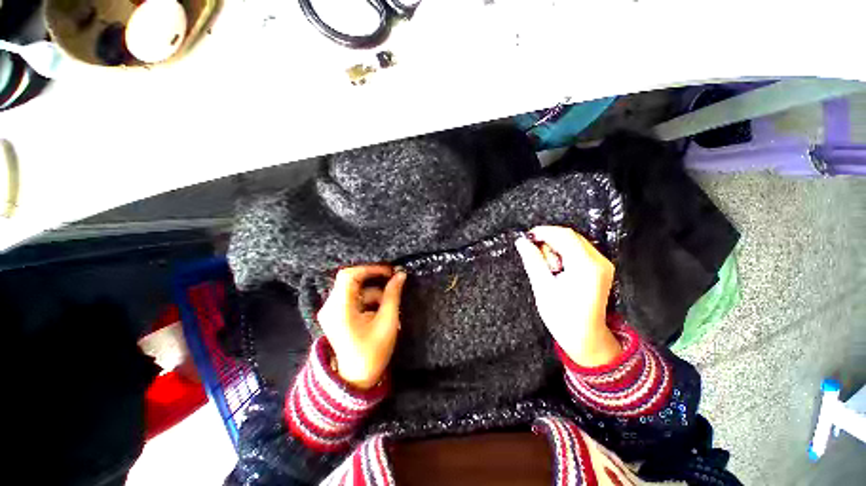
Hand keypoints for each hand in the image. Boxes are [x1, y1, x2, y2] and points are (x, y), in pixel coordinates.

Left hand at [317, 265, 406, 389]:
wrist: (355, 379)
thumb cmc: (372, 352)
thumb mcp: (387, 322)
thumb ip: (393, 295)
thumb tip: (401, 275)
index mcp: (340, 309)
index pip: (349, 275)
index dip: (370, 268)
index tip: (389, 271)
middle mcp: (330, 306)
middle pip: (350, 280)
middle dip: (373, 279)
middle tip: (392, 280)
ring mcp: (331, 310)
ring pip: (353, 288)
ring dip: (373, 291)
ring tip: (389, 302)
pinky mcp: (336, 314)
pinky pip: (352, 297)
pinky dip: (367, 298)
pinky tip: (379, 309)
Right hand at [514, 226, 621, 366]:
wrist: (586, 338)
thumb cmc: (562, 317)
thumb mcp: (543, 288)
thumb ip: (533, 261)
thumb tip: (521, 242)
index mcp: (586, 266)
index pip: (564, 236)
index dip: (544, 232)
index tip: (527, 237)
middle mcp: (599, 261)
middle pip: (571, 237)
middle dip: (550, 240)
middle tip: (535, 254)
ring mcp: (603, 265)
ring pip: (575, 242)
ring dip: (556, 247)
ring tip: (547, 267)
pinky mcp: (601, 269)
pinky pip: (579, 251)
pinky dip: (564, 253)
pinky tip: (556, 267)